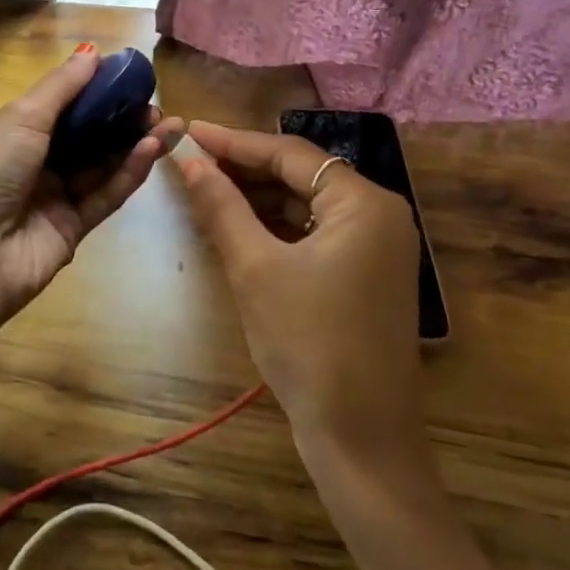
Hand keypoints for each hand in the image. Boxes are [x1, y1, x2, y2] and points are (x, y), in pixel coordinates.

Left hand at [0, 45, 186, 328]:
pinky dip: (129, 173)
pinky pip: (105, 195)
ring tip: (169, 124)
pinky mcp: (74, 228)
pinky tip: (151, 150)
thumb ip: (61, 88)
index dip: (95, 90)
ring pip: (102, 164)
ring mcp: (54, 197)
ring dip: (134, 143)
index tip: (131, 76)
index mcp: (12, 132)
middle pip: (87, 135)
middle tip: (157, 104)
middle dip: (122, 118)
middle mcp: (34, 162)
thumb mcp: (19, 120)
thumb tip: (92, 52)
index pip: (61, 105)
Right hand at [178, 120, 431, 474]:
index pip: (289, 154)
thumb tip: (189, 161)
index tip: (189, 130)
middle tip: (192, 162)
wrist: (361, 438)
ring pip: (306, 204)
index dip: (234, 142)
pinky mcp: (367, 275)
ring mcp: (377, 248)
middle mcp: (380, 214)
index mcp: (364, 202)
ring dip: (258, 197)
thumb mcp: (254, 268)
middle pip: (301, 175)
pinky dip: (277, 226)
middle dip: (245, 169)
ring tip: (206, 188)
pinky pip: (315, 233)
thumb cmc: (307, 343)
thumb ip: (222, 206)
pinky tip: (238, 225)